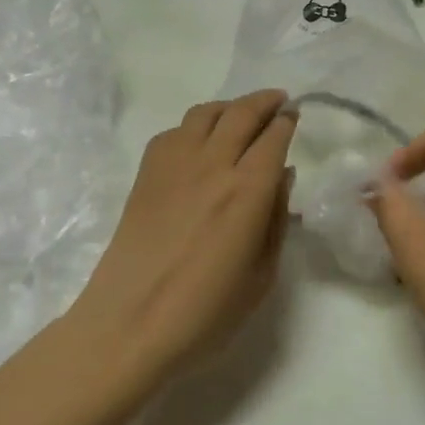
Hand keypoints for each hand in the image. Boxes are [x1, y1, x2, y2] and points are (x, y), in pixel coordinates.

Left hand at [74, 89, 296, 373]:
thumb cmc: (206, 312)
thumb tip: (282, 177)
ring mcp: (173, 164)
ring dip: (229, 107)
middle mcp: (212, 164)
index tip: (294, 115)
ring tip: (240, 116)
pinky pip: (173, 132)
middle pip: (241, 112)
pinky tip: (198, 144)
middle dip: (264, 101)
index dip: (287, 121)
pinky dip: (193, 127)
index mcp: (247, 190)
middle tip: (277, 101)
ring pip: (205, 113)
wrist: (130, 323)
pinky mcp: (145, 173)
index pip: (274, 137)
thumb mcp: (261, 275)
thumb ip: (276, 220)